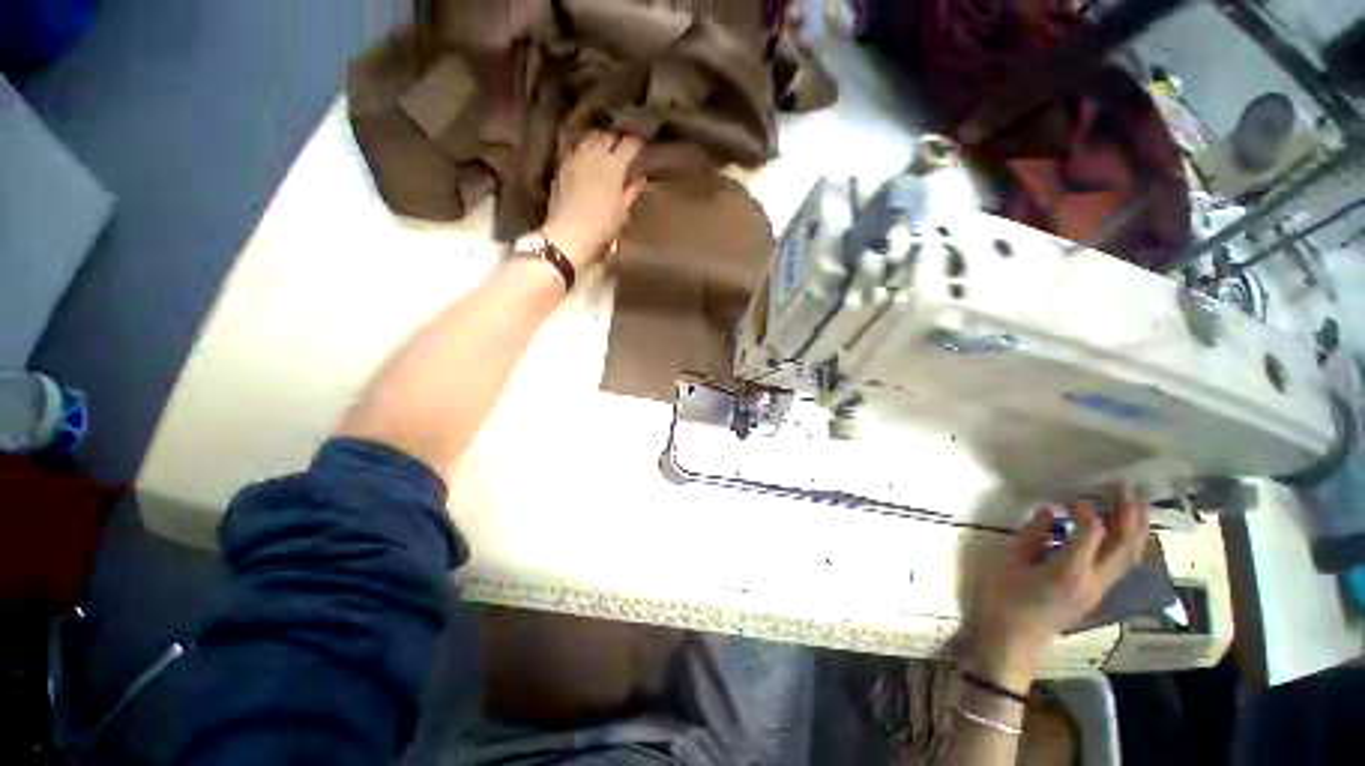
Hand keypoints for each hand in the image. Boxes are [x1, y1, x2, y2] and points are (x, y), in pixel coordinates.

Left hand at [543, 131, 646, 267]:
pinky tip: (587, 153)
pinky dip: (584, 145)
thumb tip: (640, 179)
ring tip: (605, 147)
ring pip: (591, 136)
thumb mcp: (622, 211)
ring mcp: (577, 155)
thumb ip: (631, 191)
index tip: (642, 146)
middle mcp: (595, 153)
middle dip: (618, 139)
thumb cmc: (602, 225)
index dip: (637, 143)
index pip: (629, 144)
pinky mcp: (562, 162)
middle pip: (609, 135)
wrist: (569, 232)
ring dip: (600, 139)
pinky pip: (575, 145)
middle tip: (624, 147)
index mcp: (615, 165)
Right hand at [964, 490, 1150, 689]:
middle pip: (1124, 545)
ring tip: (1135, 505)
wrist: (1011, 642)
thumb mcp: (1007, 562)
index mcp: (1070, 571)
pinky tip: (1121, 534)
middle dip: (1129, 514)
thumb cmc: (1002, 599)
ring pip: (1129, 558)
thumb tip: (1049, 512)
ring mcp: (1098, 592)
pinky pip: (1120, 567)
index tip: (1067, 498)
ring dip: (1135, 530)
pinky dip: (1126, 546)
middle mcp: (1094, 581)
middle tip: (1125, 488)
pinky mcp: (1094, 596)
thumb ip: (1032, 535)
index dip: (1084, 510)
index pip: (1092, 532)